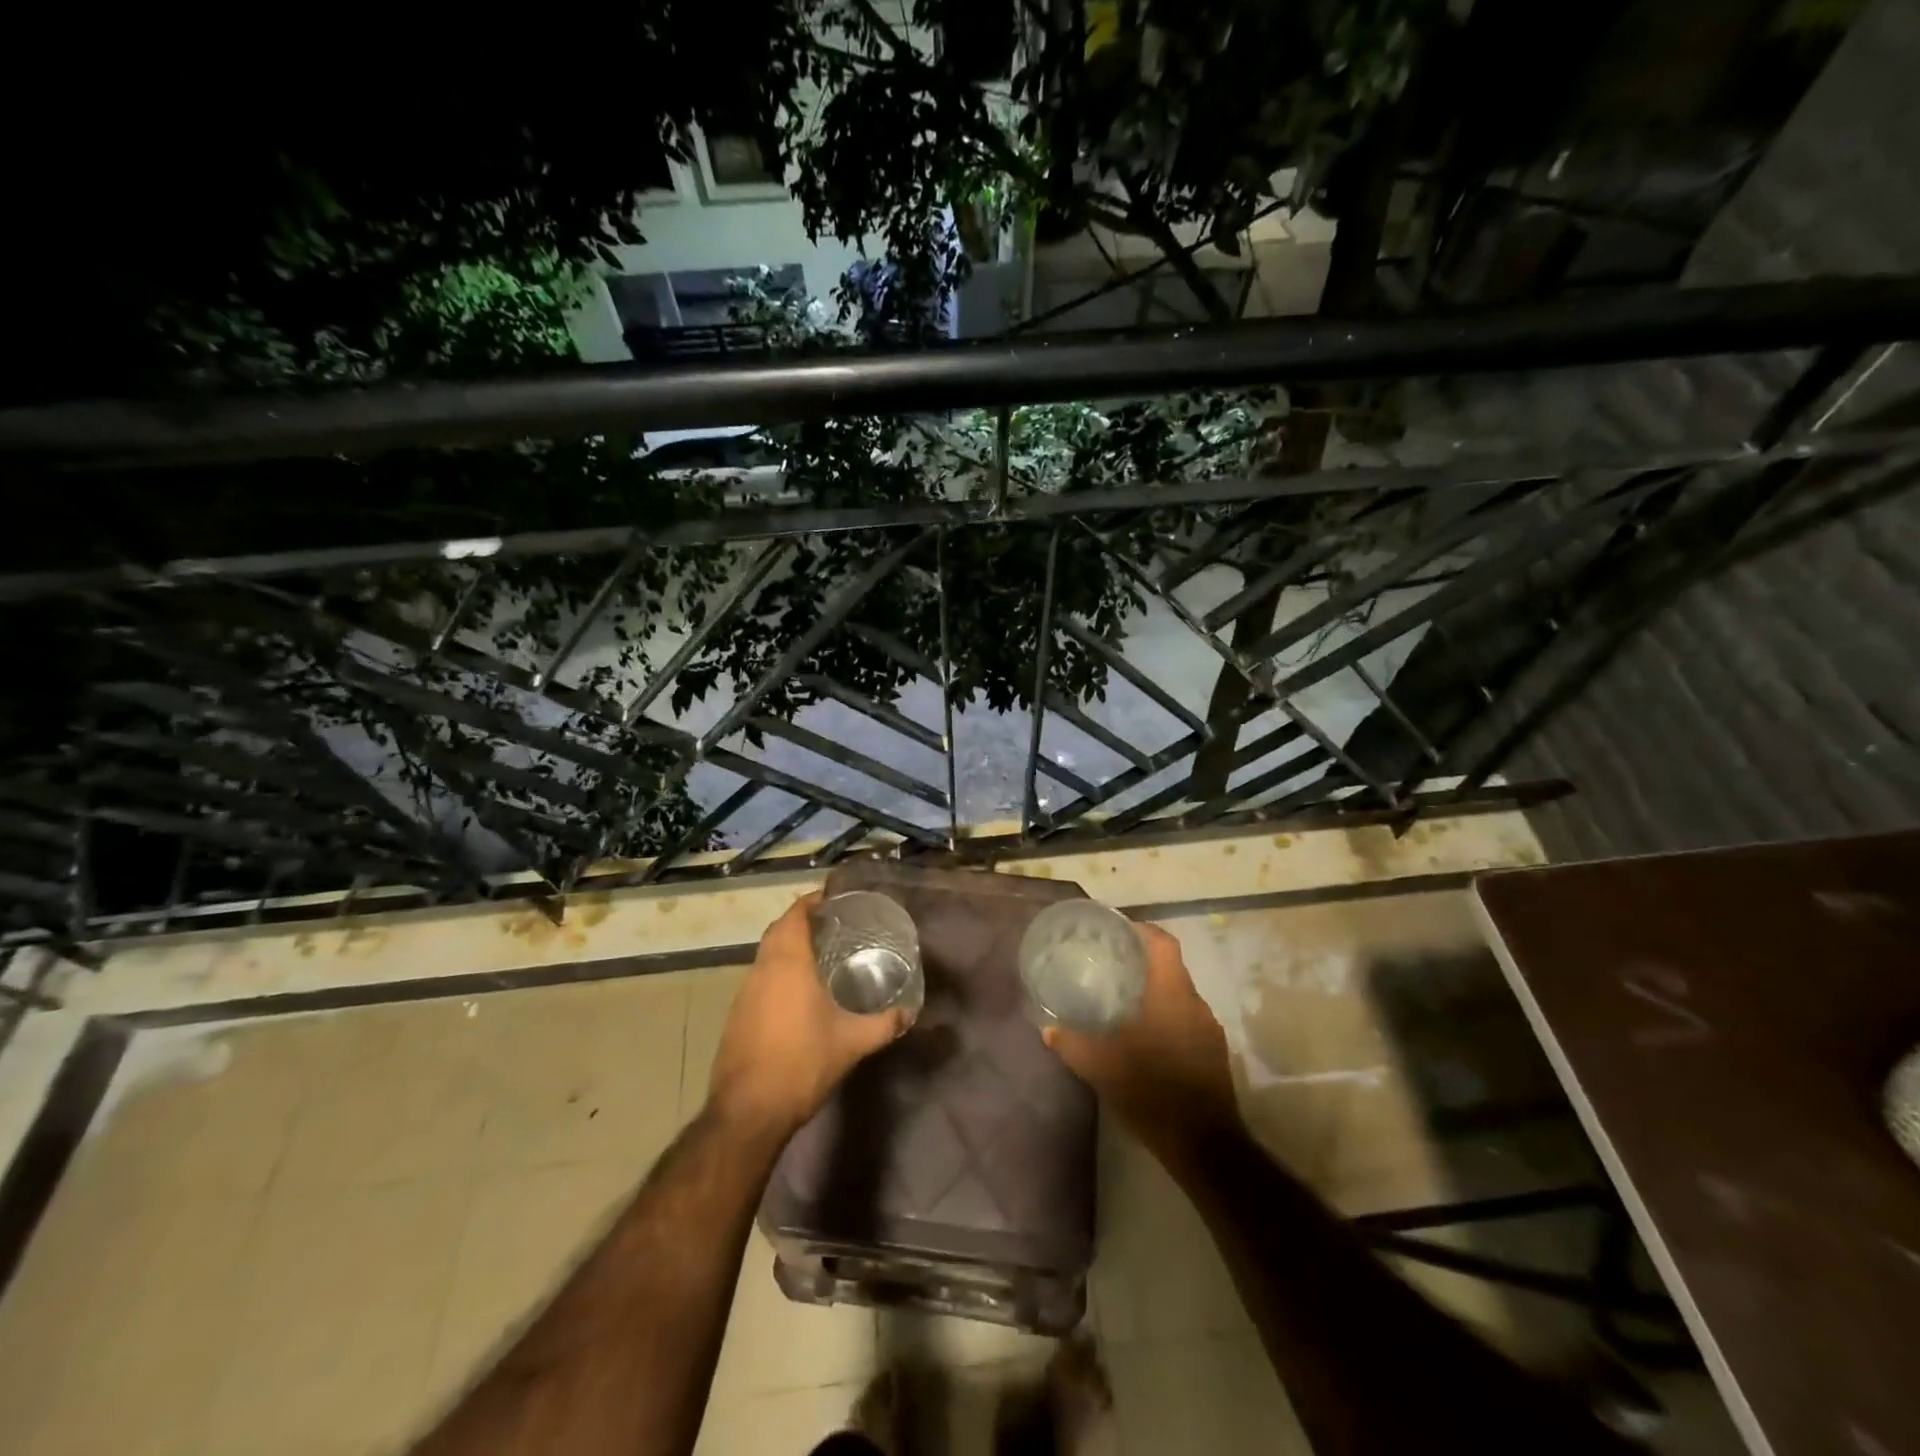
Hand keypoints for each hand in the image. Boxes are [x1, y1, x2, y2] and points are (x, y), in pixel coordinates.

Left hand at [708, 891, 909, 1138]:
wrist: (748, 1112)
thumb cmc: (802, 1064)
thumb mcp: (852, 1043)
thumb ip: (884, 1024)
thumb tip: (910, 1012)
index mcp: (788, 963)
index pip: (795, 915)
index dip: (812, 901)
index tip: (834, 899)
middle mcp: (762, 969)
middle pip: (779, 930)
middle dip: (802, 921)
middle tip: (833, 925)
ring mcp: (745, 993)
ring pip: (766, 955)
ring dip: (788, 947)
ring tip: (820, 955)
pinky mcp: (737, 1015)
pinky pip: (760, 978)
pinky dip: (778, 972)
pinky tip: (799, 993)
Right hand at [1042, 921, 1238, 1162]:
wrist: (1204, 1145)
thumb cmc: (1151, 1091)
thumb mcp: (1102, 1067)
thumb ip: (1072, 1043)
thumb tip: (1048, 1029)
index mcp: (1171, 994)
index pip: (1163, 943)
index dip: (1141, 930)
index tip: (1116, 932)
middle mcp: (1195, 1004)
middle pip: (1170, 968)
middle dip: (1142, 963)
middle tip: (1109, 966)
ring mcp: (1209, 1029)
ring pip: (1180, 996)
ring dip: (1155, 993)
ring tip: (1124, 1001)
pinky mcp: (1214, 1053)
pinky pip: (1188, 1020)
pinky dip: (1168, 1017)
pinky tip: (1146, 1037)